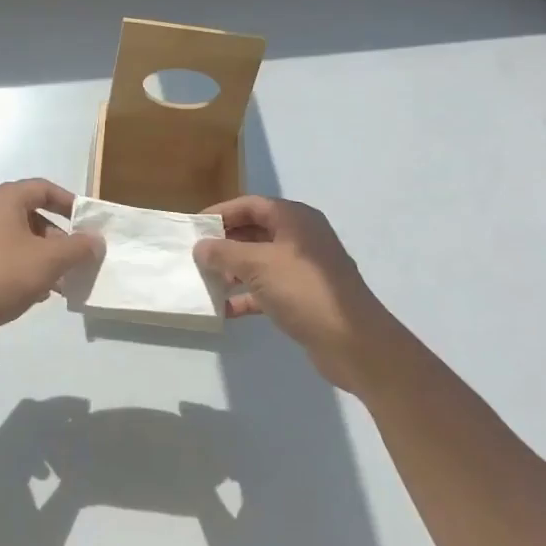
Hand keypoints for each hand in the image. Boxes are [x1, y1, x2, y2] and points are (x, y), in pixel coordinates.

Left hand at [0, 180, 102, 358]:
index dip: (70, 203)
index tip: (89, 223)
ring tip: (66, 281)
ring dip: (46, 258)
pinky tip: (42, 294)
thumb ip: (78, 247)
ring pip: (22, 242)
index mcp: (4, 200)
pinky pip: (9, 261)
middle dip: (60, 238)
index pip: (44, 189)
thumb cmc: (1, 274)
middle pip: (34, 216)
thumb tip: (96, 240)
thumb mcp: (49, 260)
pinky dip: (28, 271)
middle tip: (79, 258)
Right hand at [195, 196, 397, 391]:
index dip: (221, 213)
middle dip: (225, 243)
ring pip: (261, 261)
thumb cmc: (303, 289)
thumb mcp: (257, 265)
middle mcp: (301, 238)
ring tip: (207, 282)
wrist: (351, 341)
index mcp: (295, 219)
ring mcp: (304, 268)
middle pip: (255, 232)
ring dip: (234, 270)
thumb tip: (201, 246)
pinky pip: (268, 288)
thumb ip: (224, 253)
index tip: (194, 227)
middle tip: (197, 256)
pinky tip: (226, 309)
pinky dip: (247, 295)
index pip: (251, 205)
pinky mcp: (304, 296)